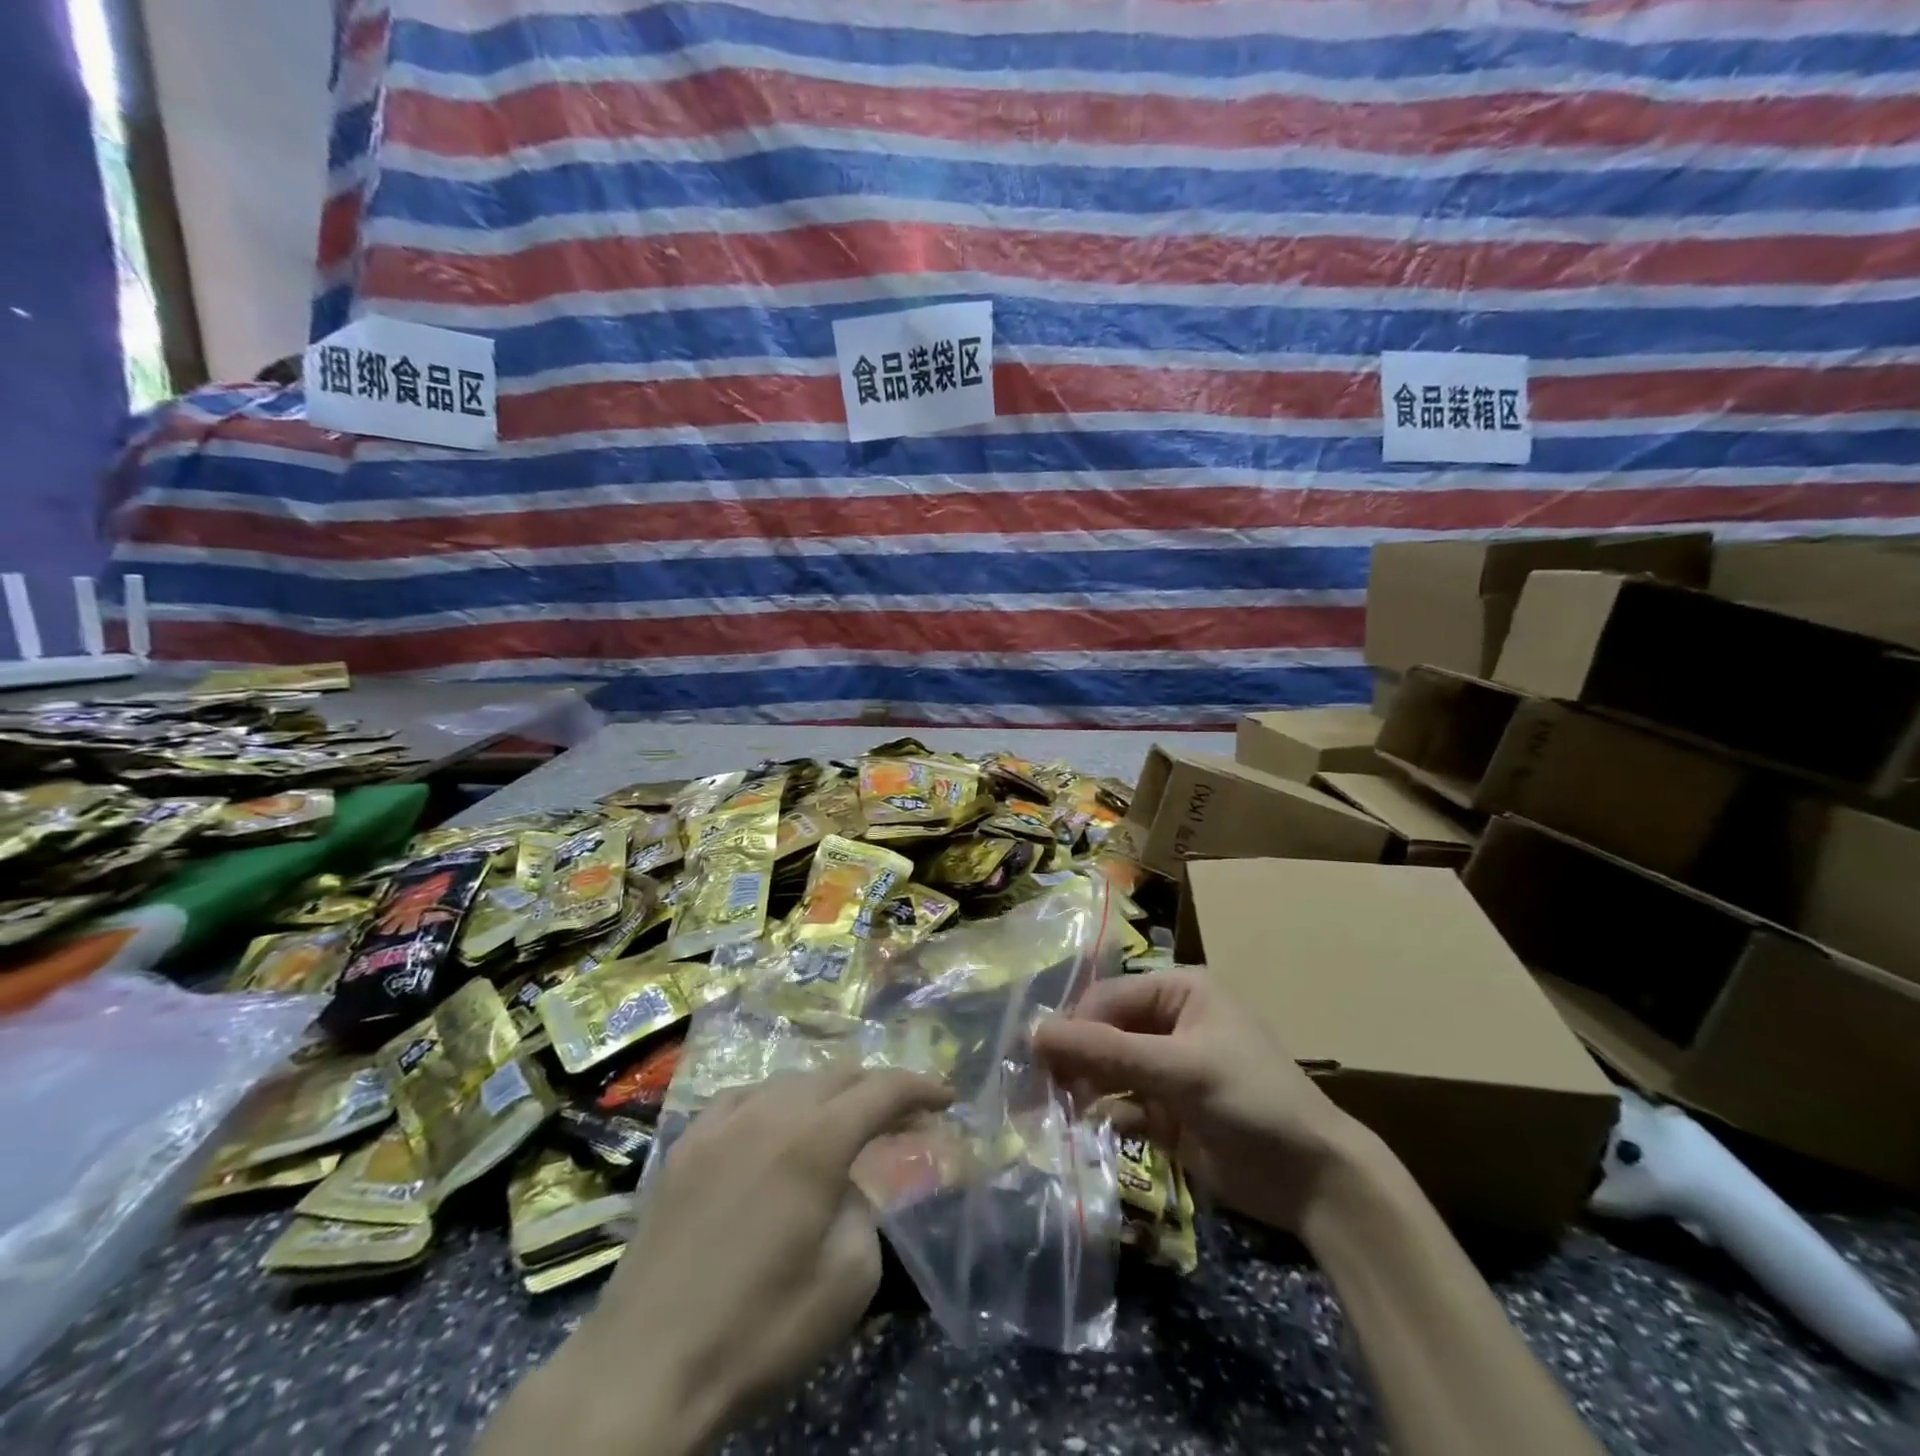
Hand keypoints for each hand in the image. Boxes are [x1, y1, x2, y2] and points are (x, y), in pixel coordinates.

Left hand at [479, 1068, 950, 1455]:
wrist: (644, 1368)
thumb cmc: (757, 1331)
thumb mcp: (847, 1282)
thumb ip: (864, 1212)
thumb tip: (846, 1185)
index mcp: (816, 1141)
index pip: (883, 1090)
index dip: (921, 1088)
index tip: (946, 1098)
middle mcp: (771, 1112)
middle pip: (839, 1075)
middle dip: (878, 1088)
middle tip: (902, 1117)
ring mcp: (722, 1121)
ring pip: (791, 1080)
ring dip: (828, 1093)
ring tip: (842, 1122)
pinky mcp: (687, 1142)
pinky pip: (744, 1097)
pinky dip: (776, 1103)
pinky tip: (774, 1127)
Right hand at [1035, 970, 1366, 1233]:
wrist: (1313, 1181)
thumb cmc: (1251, 1099)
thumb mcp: (1179, 1068)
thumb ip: (1105, 1051)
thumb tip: (1033, 1032)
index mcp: (1179, 991)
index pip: (1108, 997)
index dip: (1073, 1024)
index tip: (1036, 1056)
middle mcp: (1169, 1021)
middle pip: (1104, 1031)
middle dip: (1075, 1057)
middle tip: (1040, 1086)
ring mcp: (1167, 1067)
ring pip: (1108, 1068)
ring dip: (1084, 1086)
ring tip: (1058, 1109)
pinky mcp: (1167, 1109)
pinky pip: (1122, 1103)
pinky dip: (1105, 1114)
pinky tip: (1090, 1128)